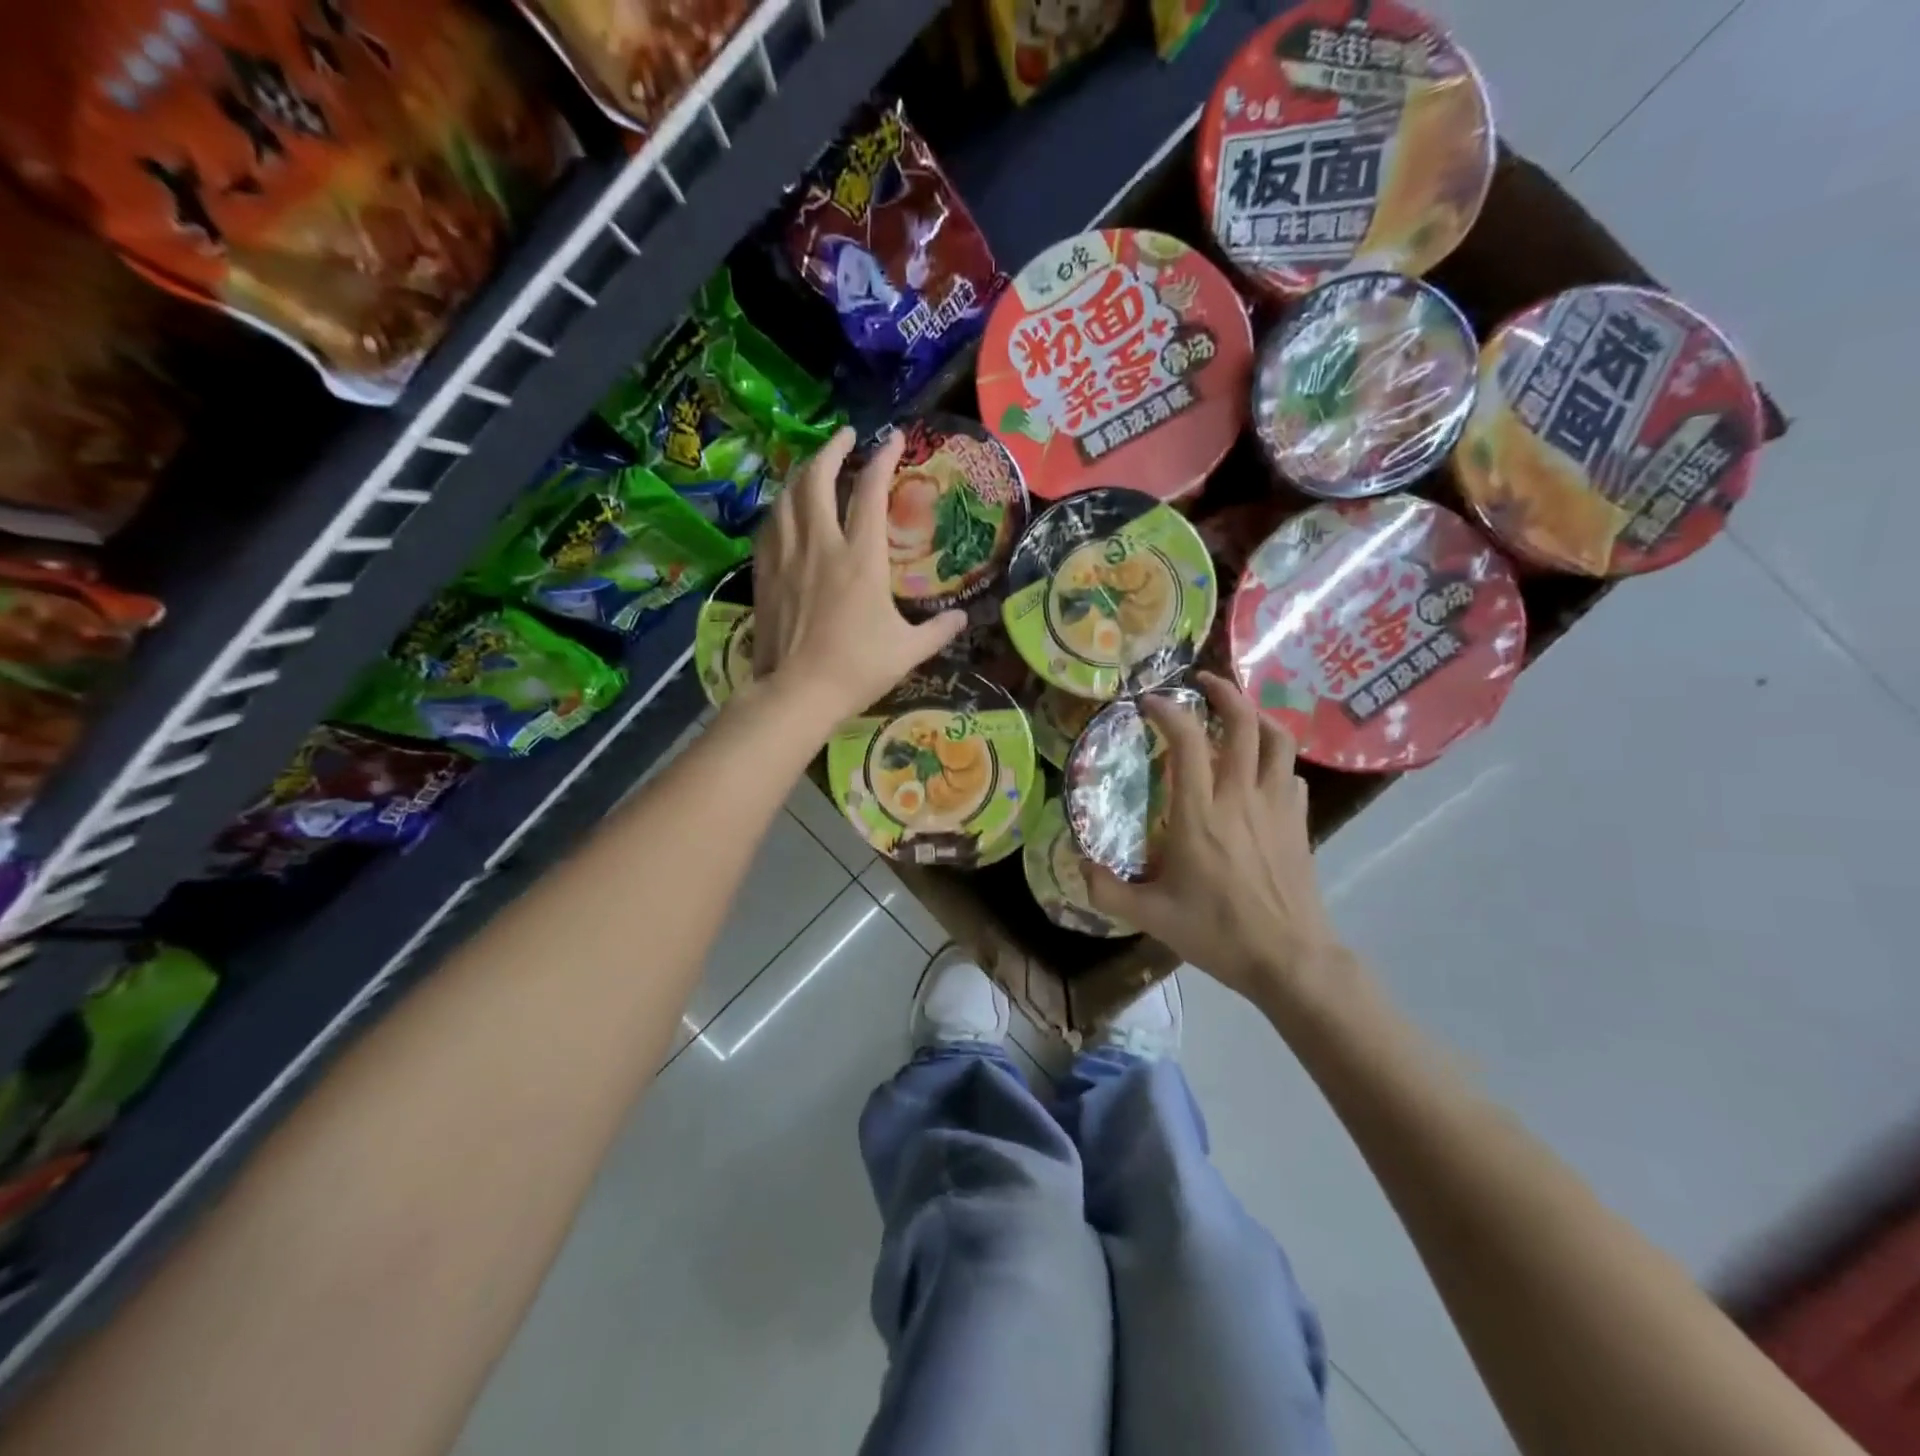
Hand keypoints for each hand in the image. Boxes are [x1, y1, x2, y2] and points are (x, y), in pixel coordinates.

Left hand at [746, 427, 964, 732]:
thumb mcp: (908, 651)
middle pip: (818, 478)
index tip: (893, 436)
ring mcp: (787, 556)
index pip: (871, 491)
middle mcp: (821, 544)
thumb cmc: (857, 669)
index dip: (883, 457)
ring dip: (803, 472)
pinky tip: (786, 509)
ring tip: (815, 465)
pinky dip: (781, 507)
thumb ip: (938, 631)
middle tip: (845, 436)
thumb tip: (963, 619)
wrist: (798, 692)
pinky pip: (770, 525)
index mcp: (861, 558)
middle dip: (832, 448)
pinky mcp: (764, 573)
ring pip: (788, 496)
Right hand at [1085, 672, 1351, 1013]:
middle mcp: (1240, 797)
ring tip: (1238, 713)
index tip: (1149, 702)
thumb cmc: (1217, 933)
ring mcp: (1277, 806)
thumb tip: (1078, 864)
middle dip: (1224, 692)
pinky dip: (1276, 759)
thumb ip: (1107, 889)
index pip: (1188, 741)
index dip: (1168, 711)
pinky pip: (1291, 773)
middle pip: (1244, 723)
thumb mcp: (1150, 916)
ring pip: (1278, 740)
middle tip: (1202, 682)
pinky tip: (1261, 771)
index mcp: (1200, 813)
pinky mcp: (1299, 821)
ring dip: (1258, 716)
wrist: (1289, 959)